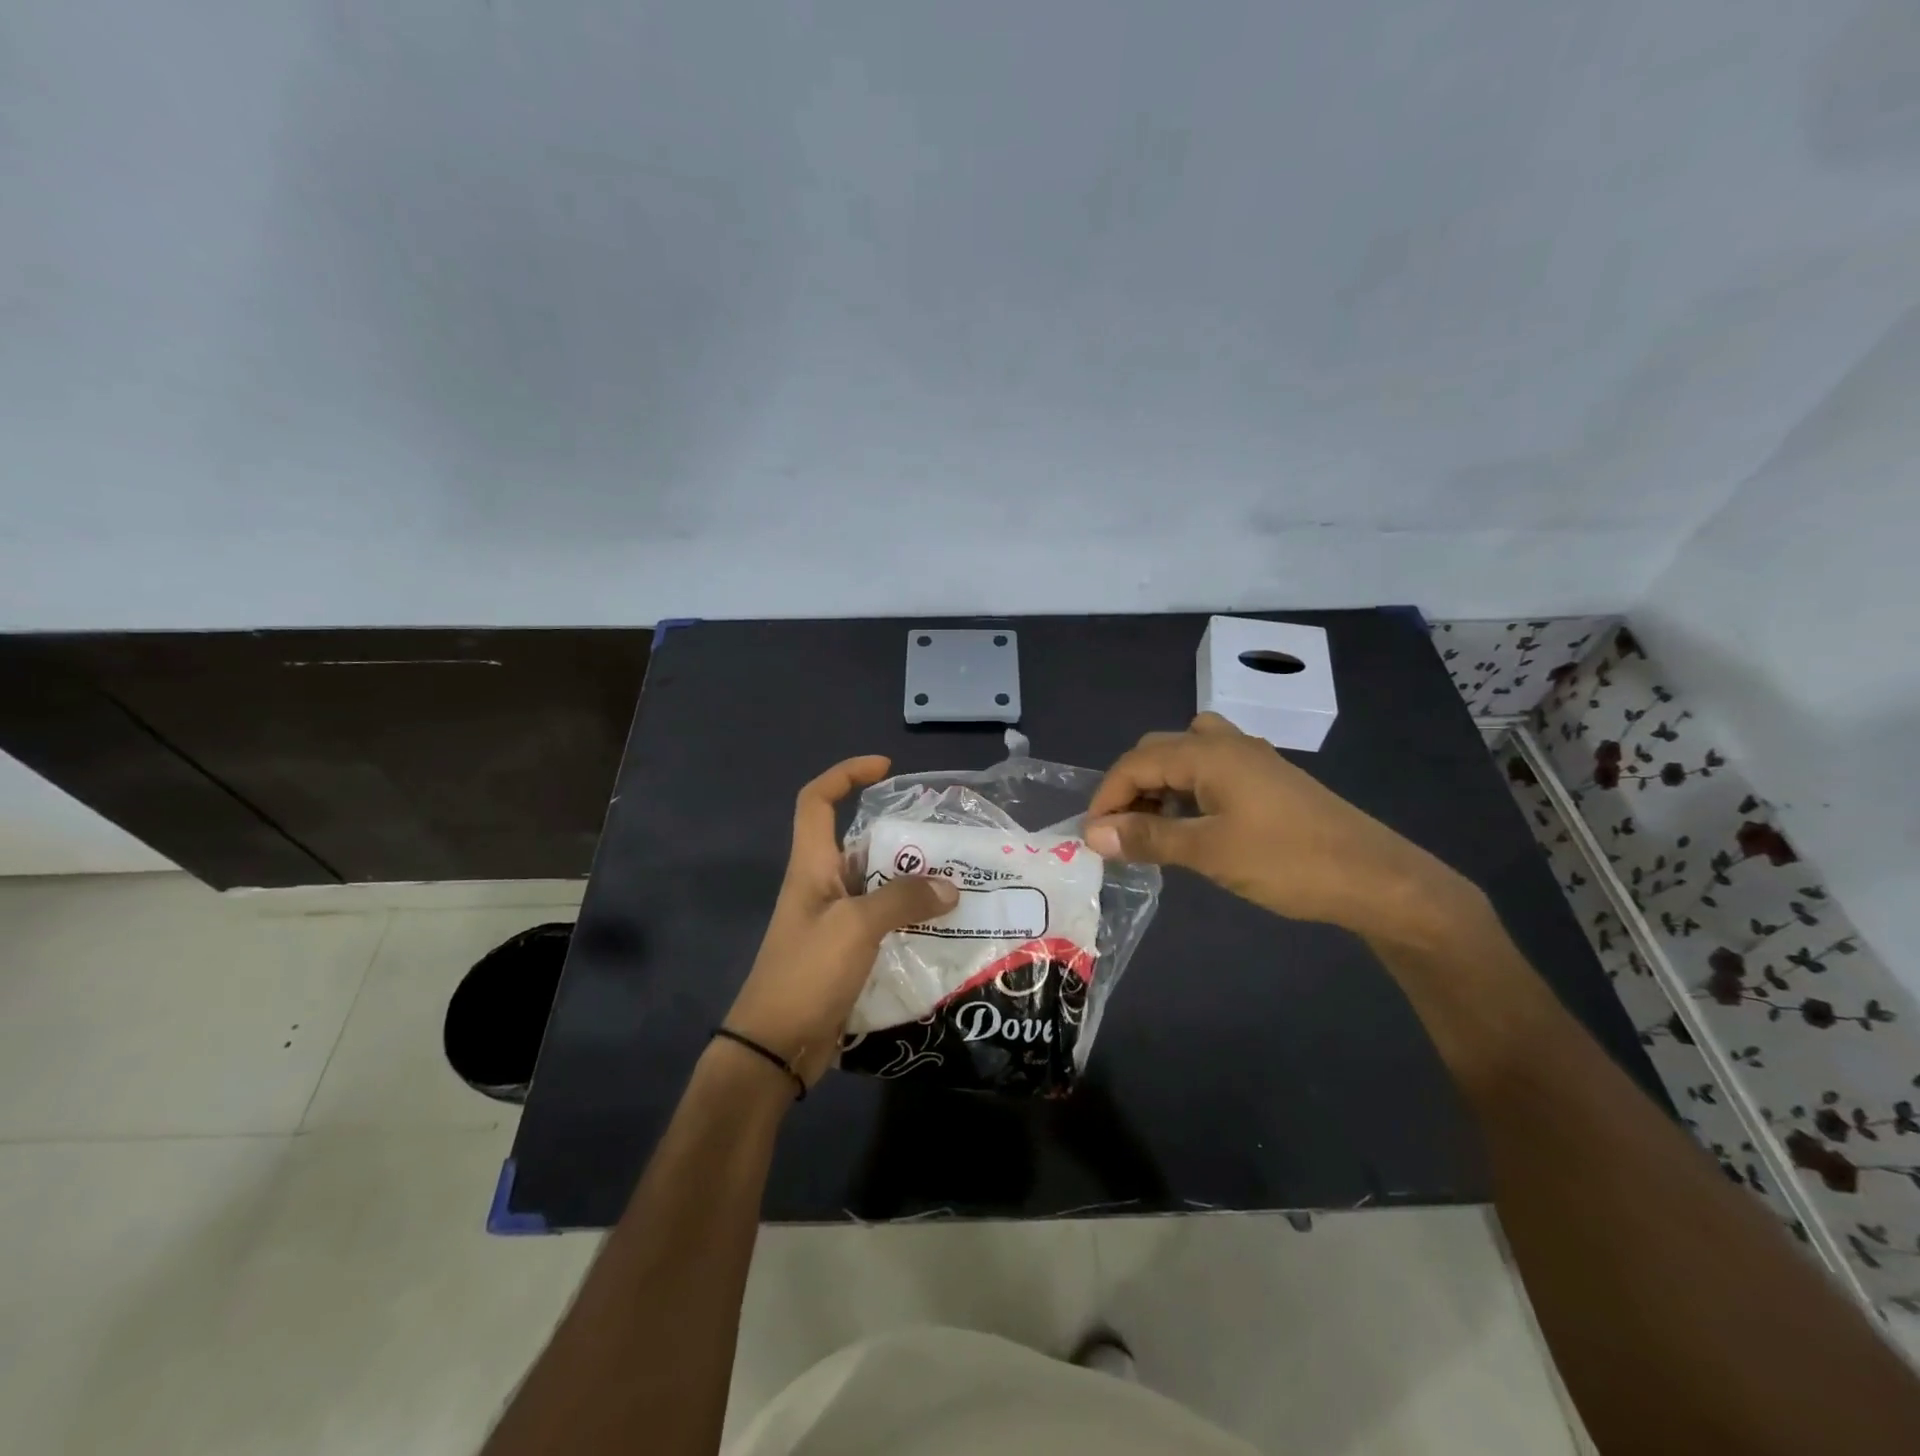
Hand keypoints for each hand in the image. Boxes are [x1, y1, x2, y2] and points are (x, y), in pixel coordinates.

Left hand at [723, 755, 958, 1087]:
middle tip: (951, 842)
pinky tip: (947, 930)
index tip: (886, 769)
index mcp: (812, 866)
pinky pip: (886, 924)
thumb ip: (903, 900)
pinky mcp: (848, 954)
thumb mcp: (856, 927)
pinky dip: (913, 921)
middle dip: (904, 839)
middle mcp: (823, 886)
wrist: (775, 1049)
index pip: (816, 800)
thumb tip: (951, 886)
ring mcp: (836, 922)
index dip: (846, 774)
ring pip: (880, 887)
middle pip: (862, 844)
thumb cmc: (805, 974)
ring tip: (962, 884)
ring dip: (915, 884)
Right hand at [1084, 713, 1476, 943]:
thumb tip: (1092, 833)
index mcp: (1208, 752)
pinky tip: (1192, 824)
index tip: (1093, 838)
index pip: (1135, 762)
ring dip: (1159, 785)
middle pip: (1158, 751)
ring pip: (1186, 756)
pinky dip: (1187, 790)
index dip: (1107, 797)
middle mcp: (1227, 743)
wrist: (1376, 878)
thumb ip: (1148, 837)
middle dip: (1129, 787)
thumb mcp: (1209, 851)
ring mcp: (1252, 759)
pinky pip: (1211, 769)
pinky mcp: (1268, 779)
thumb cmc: (1288, 861)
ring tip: (1152, 827)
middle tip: (1120, 832)